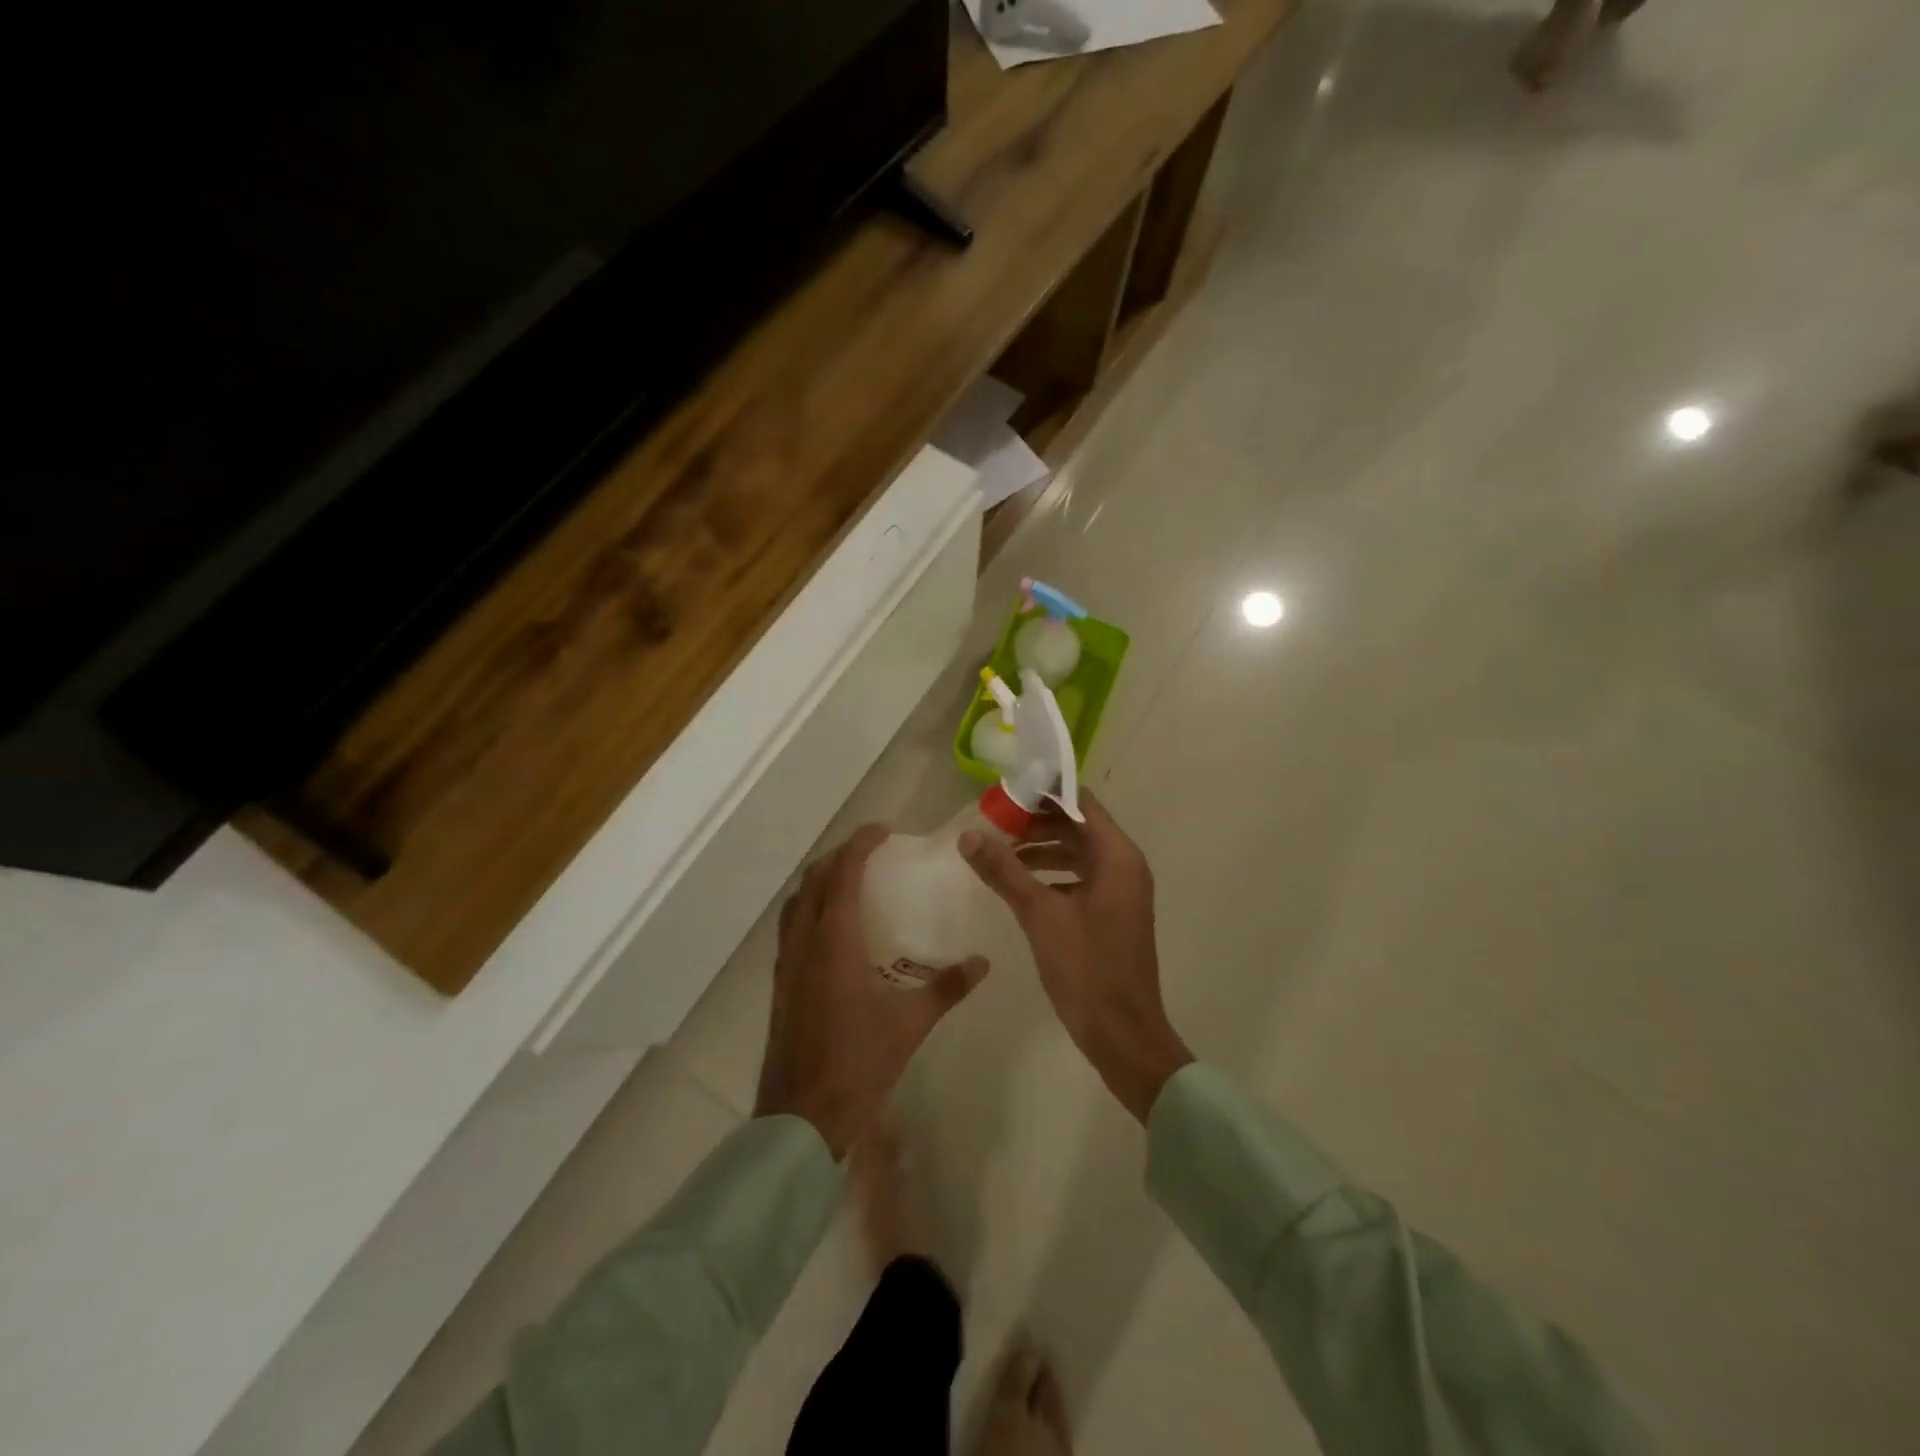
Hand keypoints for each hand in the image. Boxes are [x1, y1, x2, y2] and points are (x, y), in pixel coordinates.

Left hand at [755, 825, 987, 1158]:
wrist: (801, 1117)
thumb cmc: (858, 1065)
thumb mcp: (909, 1024)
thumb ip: (947, 987)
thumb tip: (982, 962)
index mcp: (834, 942)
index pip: (841, 874)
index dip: (860, 844)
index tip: (884, 831)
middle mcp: (804, 942)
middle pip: (813, 879)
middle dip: (839, 856)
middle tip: (871, 852)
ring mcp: (786, 963)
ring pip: (796, 902)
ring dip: (820, 880)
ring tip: (851, 881)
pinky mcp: (780, 983)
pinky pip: (790, 926)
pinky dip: (809, 908)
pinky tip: (833, 929)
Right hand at [960, 792, 1192, 1123]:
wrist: (1122, 1034)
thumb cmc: (1086, 968)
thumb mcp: (1040, 915)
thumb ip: (1004, 871)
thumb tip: (968, 835)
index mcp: (1117, 856)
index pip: (1080, 801)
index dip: (1044, 791)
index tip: (1006, 789)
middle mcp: (1124, 865)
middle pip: (1078, 824)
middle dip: (1036, 820)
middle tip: (993, 819)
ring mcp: (1120, 890)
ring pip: (1077, 852)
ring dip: (1041, 847)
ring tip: (998, 850)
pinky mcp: (1111, 912)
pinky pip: (1079, 877)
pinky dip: (1051, 873)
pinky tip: (1018, 883)